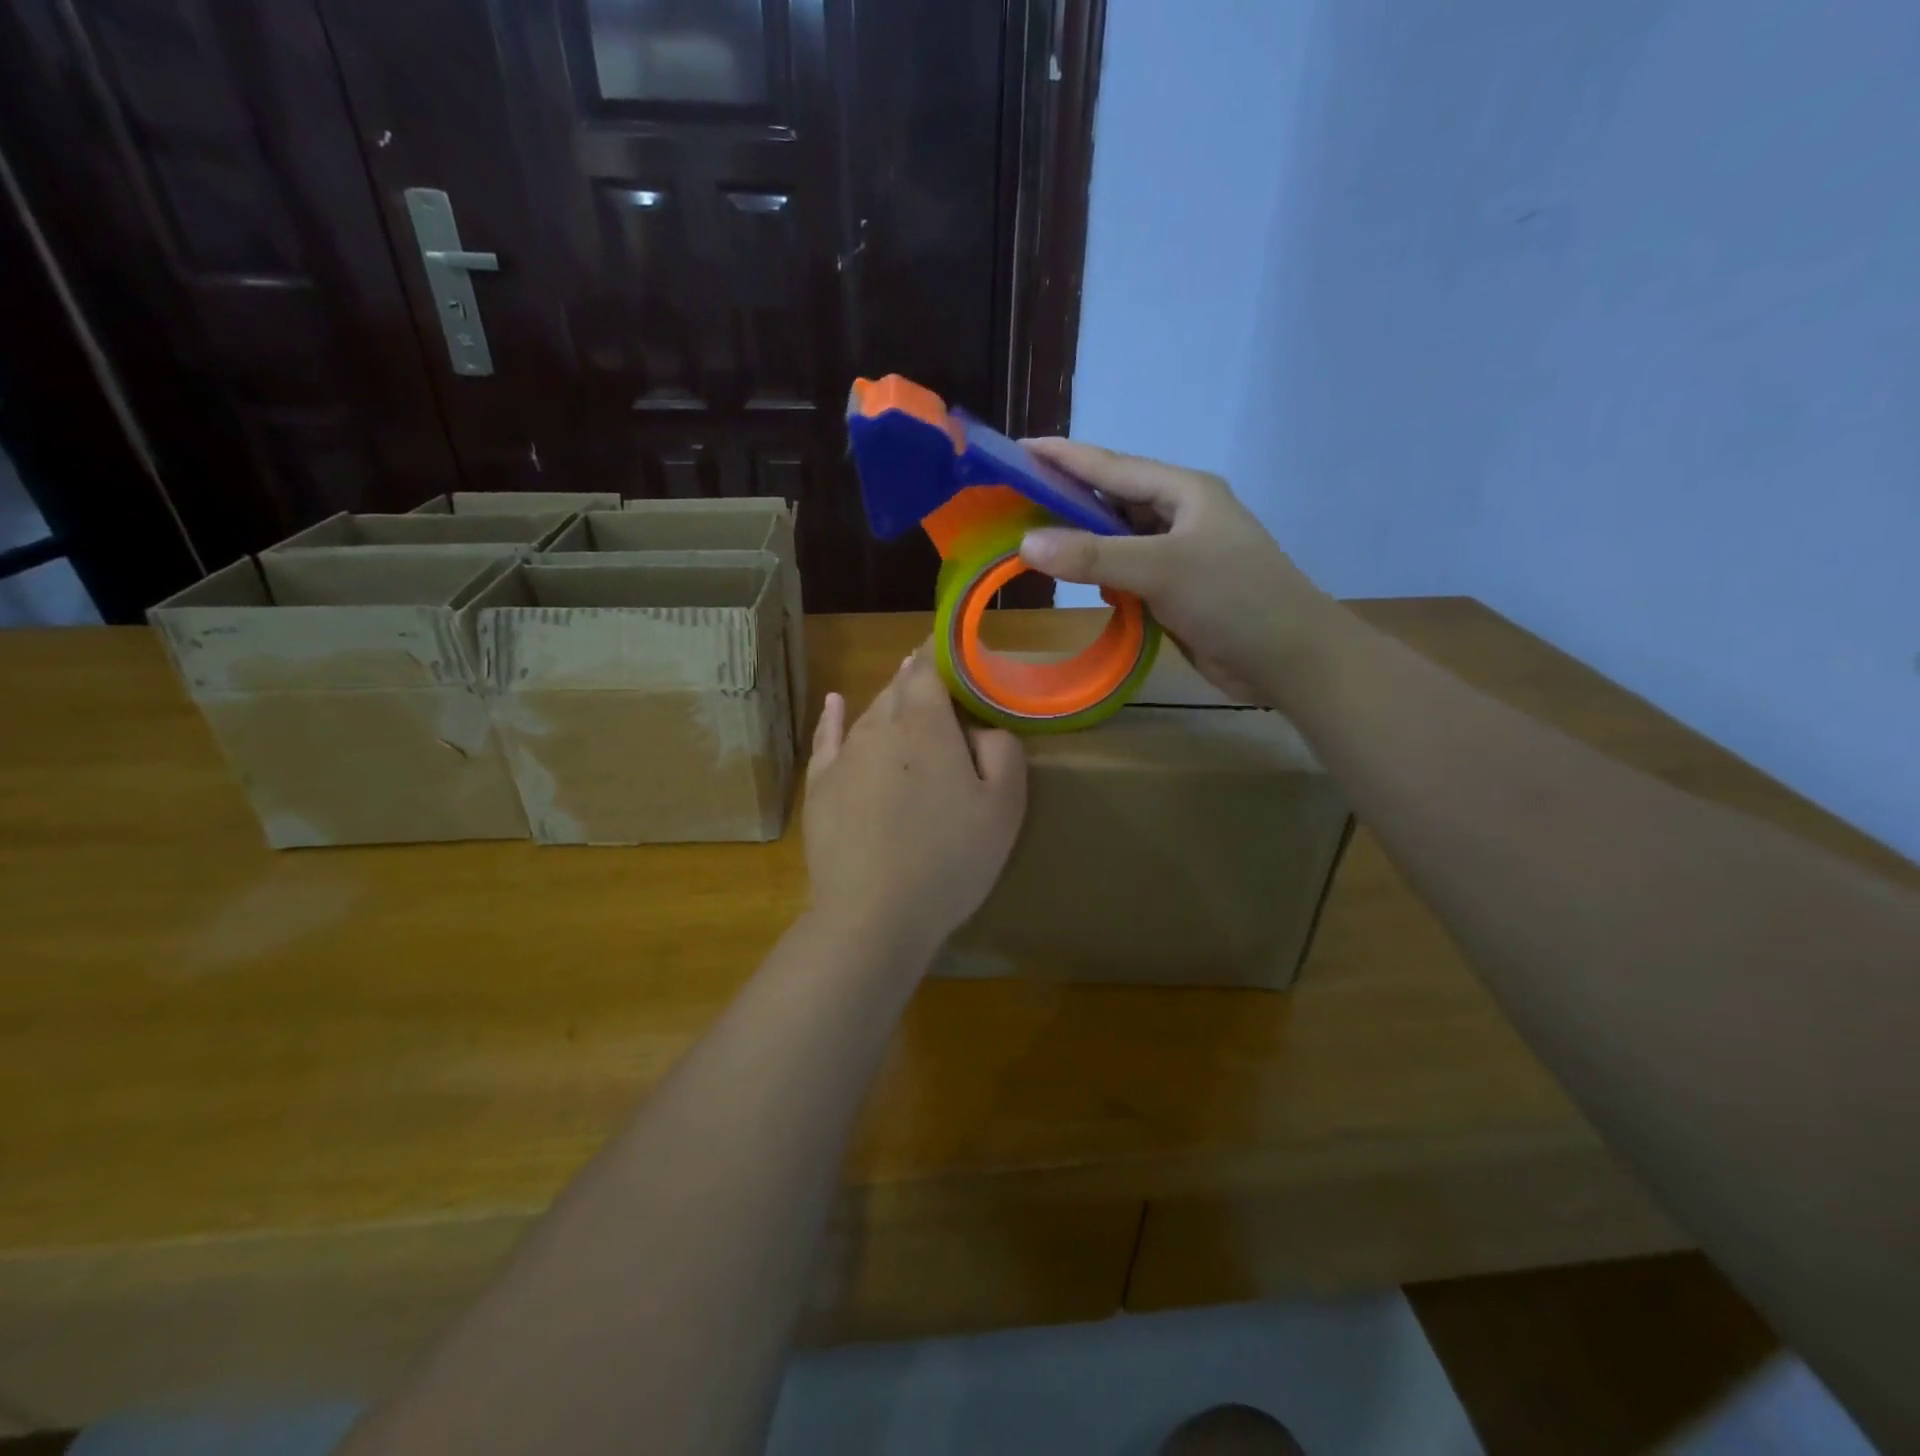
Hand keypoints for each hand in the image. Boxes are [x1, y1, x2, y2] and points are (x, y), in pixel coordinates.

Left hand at [802, 653, 1026, 956]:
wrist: (872, 914)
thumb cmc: (949, 859)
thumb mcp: (1003, 806)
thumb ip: (1001, 749)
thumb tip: (978, 727)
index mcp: (926, 724)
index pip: (931, 667)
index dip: (944, 652)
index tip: (957, 648)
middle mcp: (879, 726)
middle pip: (899, 686)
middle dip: (919, 676)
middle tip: (939, 678)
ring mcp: (843, 755)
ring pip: (870, 712)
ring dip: (889, 699)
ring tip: (904, 690)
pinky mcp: (819, 785)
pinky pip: (827, 738)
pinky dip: (834, 717)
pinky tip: (834, 703)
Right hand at [1017, 439, 1335, 705]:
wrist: (1288, 660)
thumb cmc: (1234, 599)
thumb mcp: (1162, 570)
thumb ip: (1094, 557)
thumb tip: (1025, 543)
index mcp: (1183, 491)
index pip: (1110, 466)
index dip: (1062, 457)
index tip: (1016, 449)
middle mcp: (1179, 515)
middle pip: (1110, 500)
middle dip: (1065, 499)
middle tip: (1012, 500)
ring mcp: (1178, 553)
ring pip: (1116, 539)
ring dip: (1081, 542)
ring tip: (1032, 541)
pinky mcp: (1175, 589)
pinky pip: (1127, 572)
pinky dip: (1101, 576)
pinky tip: (1079, 584)